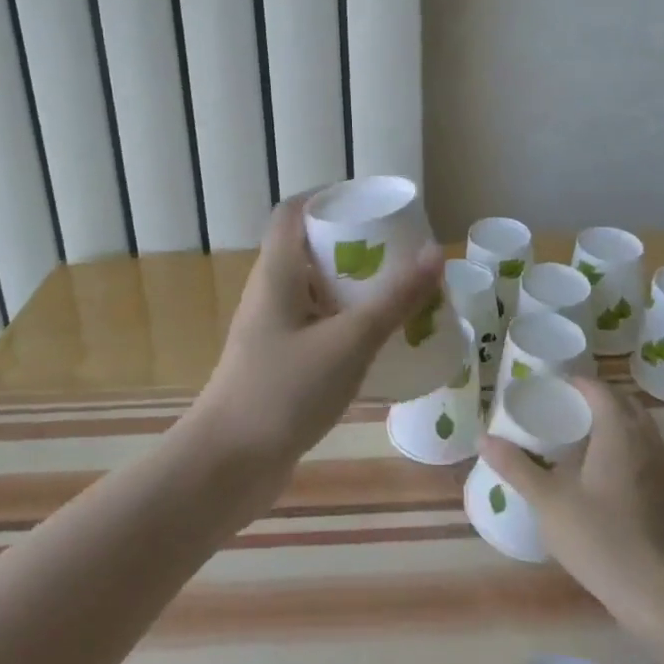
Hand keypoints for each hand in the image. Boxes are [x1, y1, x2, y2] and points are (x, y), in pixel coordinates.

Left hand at [187, 193, 443, 485]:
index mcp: (278, 271)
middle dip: (355, 245)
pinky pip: (316, 324)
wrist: (228, 465)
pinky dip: (345, 321)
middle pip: (310, 248)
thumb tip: (435, 252)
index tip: (372, 206)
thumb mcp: (349, 342)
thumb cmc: (284, 391)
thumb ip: (394, 300)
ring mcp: (272, 328)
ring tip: (399, 293)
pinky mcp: (278, 361)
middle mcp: (270, 291)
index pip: (294, 211)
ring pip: (315, 289)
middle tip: (399, 253)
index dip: (329, 198)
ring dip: (353, 286)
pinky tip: (377, 341)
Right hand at [480, 377, 663, 624]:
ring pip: (639, 431)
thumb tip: (483, 438)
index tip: (549, 388)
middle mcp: (648, 442)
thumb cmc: (602, 539)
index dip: (575, 383)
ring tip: (580, 440)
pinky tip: (605, 478)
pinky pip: (647, 456)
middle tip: (563, 410)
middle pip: (624, 405)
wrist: (663, 599)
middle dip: (596, 400)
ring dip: (614, 425)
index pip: (599, 389)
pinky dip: (627, 451)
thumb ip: (517, 466)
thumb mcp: (549, 502)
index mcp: (619, 432)